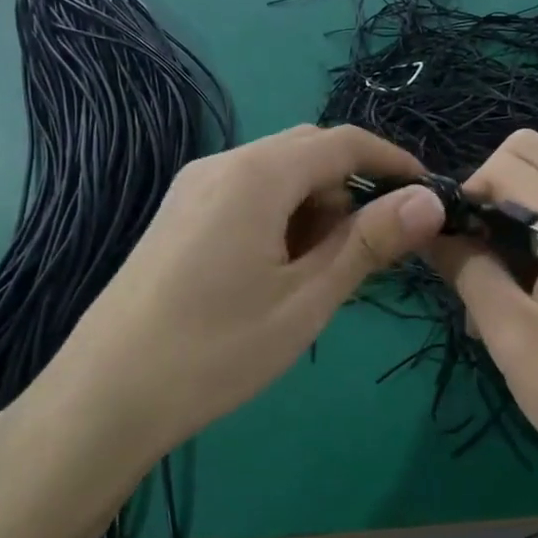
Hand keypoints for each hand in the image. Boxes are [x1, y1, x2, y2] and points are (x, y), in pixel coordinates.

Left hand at [0, 125, 444, 515]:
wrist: (106, 395)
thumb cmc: (218, 348)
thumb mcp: (308, 298)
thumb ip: (370, 242)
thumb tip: (430, 200)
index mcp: (256, 174)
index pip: (343, 143)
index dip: (393, 163)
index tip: (428, 197)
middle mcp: (222, 165)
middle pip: (308, 153)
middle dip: (351, 190)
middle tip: (373, 250)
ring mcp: (193, 189)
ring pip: (277, 177)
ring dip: (315, 209)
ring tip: (321, 275)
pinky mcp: (178, 217)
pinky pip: (247, 197)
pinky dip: (281, 220)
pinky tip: (279, 273)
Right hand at [423, 130, 537, 497]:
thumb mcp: (511, 337)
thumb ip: (467, 270)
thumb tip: (428, 229)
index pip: (511, 164)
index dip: (469, 194)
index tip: (454, 245)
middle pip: (533, 155)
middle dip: (491, 192)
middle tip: (475, 252)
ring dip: (513, 212)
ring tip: (497, 278)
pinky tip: (528, 285)